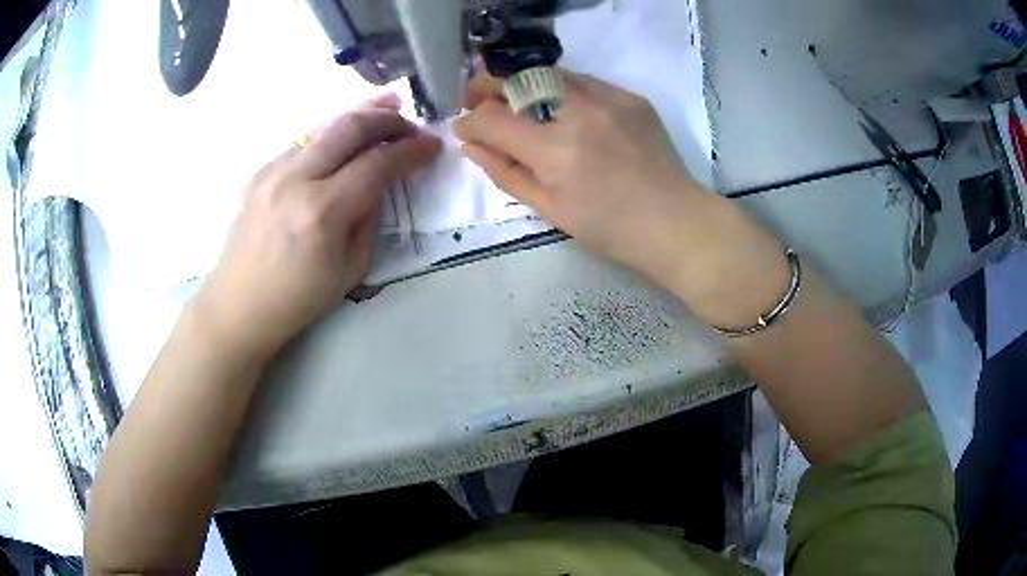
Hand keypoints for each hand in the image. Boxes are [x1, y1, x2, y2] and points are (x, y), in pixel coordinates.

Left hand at [196, 94, 440, 358]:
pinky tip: (343, 137)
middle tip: (409, 123)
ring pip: (323, 126)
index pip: (377, 163)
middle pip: (349, 127)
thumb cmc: (297, 298)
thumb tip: (378, 182)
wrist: (239, 305)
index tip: (431, 146)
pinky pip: (302, 141)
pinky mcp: (259, 171)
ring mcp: (272, 171)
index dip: (410, 150)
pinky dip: (330, 133)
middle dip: (387, 119)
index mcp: (322, 212)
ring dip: (359, 114)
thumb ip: (370, 218)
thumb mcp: (351, 269)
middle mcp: (295, 180)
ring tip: (385, 105)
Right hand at [453, 70, 712, 285]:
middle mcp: (580, 112)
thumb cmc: (609, 228)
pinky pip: (583, 81)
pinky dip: (561, 90)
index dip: (469, 121)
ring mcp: (609, 98)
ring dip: (523, 84)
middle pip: (517, 78)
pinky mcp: (630, 96)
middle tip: (477, 98)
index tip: (464, 127)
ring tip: (517, 102)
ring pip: (549, 73)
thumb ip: (505, 172)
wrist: (673, 220)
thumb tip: (470, 145)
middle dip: (487, 85)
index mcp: (556, 150)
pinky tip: (562, 110)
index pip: (492, 118)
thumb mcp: (549, 209)